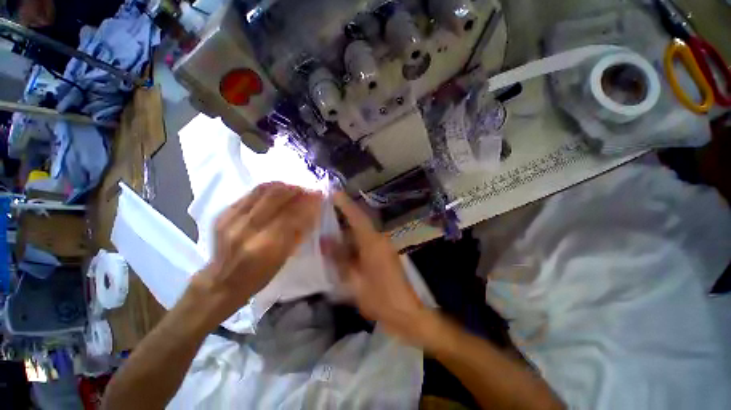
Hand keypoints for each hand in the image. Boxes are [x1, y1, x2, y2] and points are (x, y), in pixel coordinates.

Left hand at [191, 182, 323, 324]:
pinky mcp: (223, 214)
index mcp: (265, 246)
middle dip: (296, 189)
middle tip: (307, 190)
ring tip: (294, 188)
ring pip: (262, 191)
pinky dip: (267, 189)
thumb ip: (297, 233)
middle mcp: (246, 229)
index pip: (291, 215)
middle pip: (275, 197)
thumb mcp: (284, 258)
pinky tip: (277, 191)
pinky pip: (250, 194)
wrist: (221, 282)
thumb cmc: (258, 276)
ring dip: (282, 186)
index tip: (319, 196)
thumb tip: (311, 211)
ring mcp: (231, 219)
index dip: (307, 202)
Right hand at [321, 192, 433, 343]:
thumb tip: (325, 240)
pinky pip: (365, 242)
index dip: (345, 204)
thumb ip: (339, 259)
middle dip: (343, 216)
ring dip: (347, 230)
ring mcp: (383, 247)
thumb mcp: (354, 281)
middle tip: (325, 212)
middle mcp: (379, 240)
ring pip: (362, 233)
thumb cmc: (380, 299)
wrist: (406, 314)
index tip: (333, 192)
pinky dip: (353, 241)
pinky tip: (342, 247)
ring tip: (329, 229)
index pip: (357, 217)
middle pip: (359, 223)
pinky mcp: (383, 254)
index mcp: (373, 243)